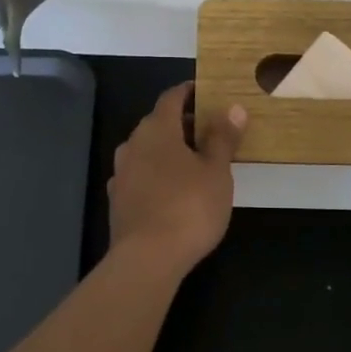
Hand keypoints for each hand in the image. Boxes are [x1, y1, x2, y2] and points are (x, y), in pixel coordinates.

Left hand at [108, 83, 246, 268]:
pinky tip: (173, 189)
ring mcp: (121, 173)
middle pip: (158, 123)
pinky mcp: (118, 200)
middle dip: (182, 123)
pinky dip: (157, 173)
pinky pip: (140, 175)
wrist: (147, 259)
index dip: (189, 92)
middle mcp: (133, 144)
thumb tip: (232, 107)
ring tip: (195, 161)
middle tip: (210, 130)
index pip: (171, 98)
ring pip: (147, 150)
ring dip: (169, 150)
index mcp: (157, 129)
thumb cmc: (188, 207)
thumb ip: (223, 138)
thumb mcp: (217, 171)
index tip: (206, 93)